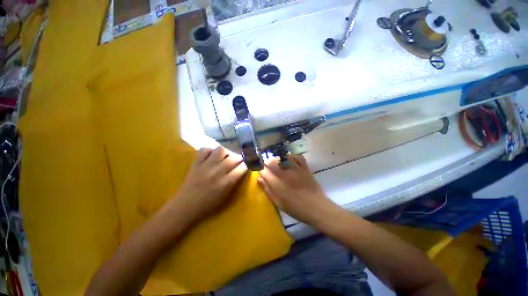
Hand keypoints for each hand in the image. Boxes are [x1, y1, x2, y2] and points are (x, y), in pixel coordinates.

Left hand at [168, 147, 247, 223]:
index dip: (247, 164)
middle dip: (239, 157)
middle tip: (238, 160)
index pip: (241, 168)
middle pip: (233, 158)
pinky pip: (204, 150)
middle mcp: (217, 171)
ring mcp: (206, 166)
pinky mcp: (196, 163)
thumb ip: (234, 182)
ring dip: (226, 152)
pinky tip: (212, 155)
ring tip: (225, 156)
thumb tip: (241, 170)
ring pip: (221, 150)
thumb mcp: (225, 196)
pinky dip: (210, 150)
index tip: (248, 163)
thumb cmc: (207, 204)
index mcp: (226, 182)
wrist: (185, 206)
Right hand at [258, 154, 335, 224]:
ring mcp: (295, 169)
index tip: (264, 176)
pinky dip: (293, 157)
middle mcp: (284, 173)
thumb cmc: (296, 208)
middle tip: (270, 168)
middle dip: (268, 163)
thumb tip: (259, 179)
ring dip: (279, 159)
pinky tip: (292, 162)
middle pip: (271, 161)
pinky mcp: (304, 167)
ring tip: (279, 164)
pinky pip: (297, 157)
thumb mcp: (279, 203)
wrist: (317, 207)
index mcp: (277, 183)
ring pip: (283, 156)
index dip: (262, 173)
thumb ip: (268, 190)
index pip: (264, 171)